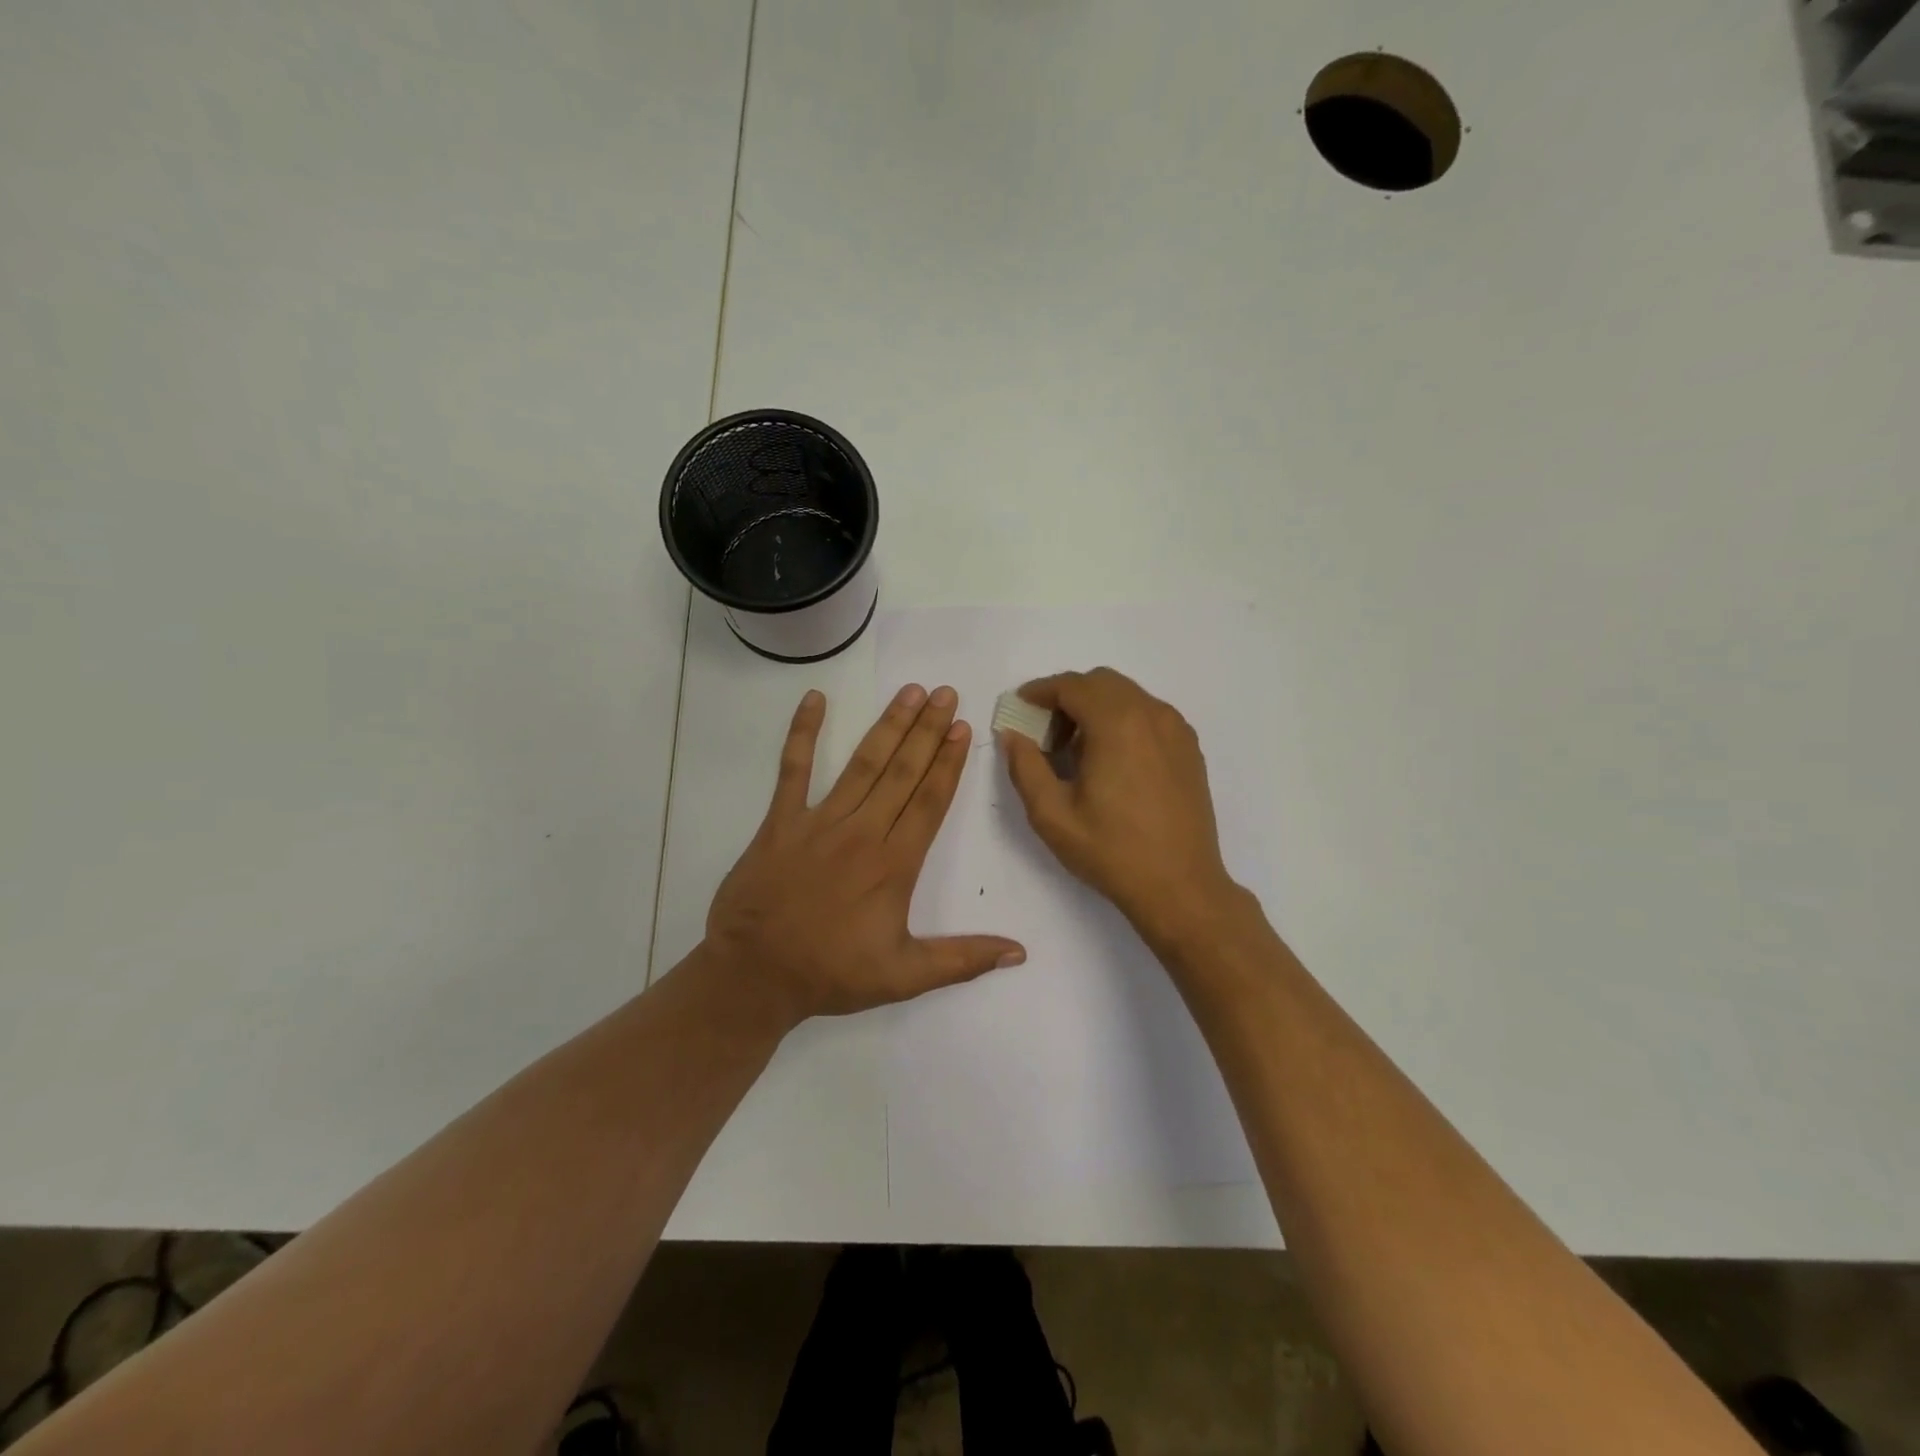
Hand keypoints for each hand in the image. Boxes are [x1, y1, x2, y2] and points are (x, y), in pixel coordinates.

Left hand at [705, 684, 1026, 1027]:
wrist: (754, 975)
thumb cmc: (831, 973)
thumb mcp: (904, 976)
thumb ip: (963, 960)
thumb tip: (1019, 952)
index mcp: (893, 864)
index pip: (929, 801)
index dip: (949, 763)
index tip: (963, 728)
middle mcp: (862, 832)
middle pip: (902, 772)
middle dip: (927, 731)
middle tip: (946, 693)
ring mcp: (818, 821)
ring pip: (862, 764)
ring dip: (888, 726)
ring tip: (910, 692)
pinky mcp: (781, 821)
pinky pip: (793, 769)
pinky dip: (803, 733)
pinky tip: (814, 699)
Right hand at [1000, 668, 1240, 947]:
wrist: (1180, 886)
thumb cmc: (1111, 851)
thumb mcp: (1052, 814)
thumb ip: (1025, 767)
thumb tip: (1012, 735)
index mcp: (1117, 724)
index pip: (1072, 686)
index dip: (1040, 691)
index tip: (1020, 707)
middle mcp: (1152, 714)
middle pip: (1102, 682)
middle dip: (1068, 697)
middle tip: (1045, 733)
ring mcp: (1176, 730)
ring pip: (1128, 696)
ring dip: (1096, 707)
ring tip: (1077, 750)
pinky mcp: (1189, 748)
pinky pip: (1149, 715)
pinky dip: (1123, 720)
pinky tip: (1111, 760)